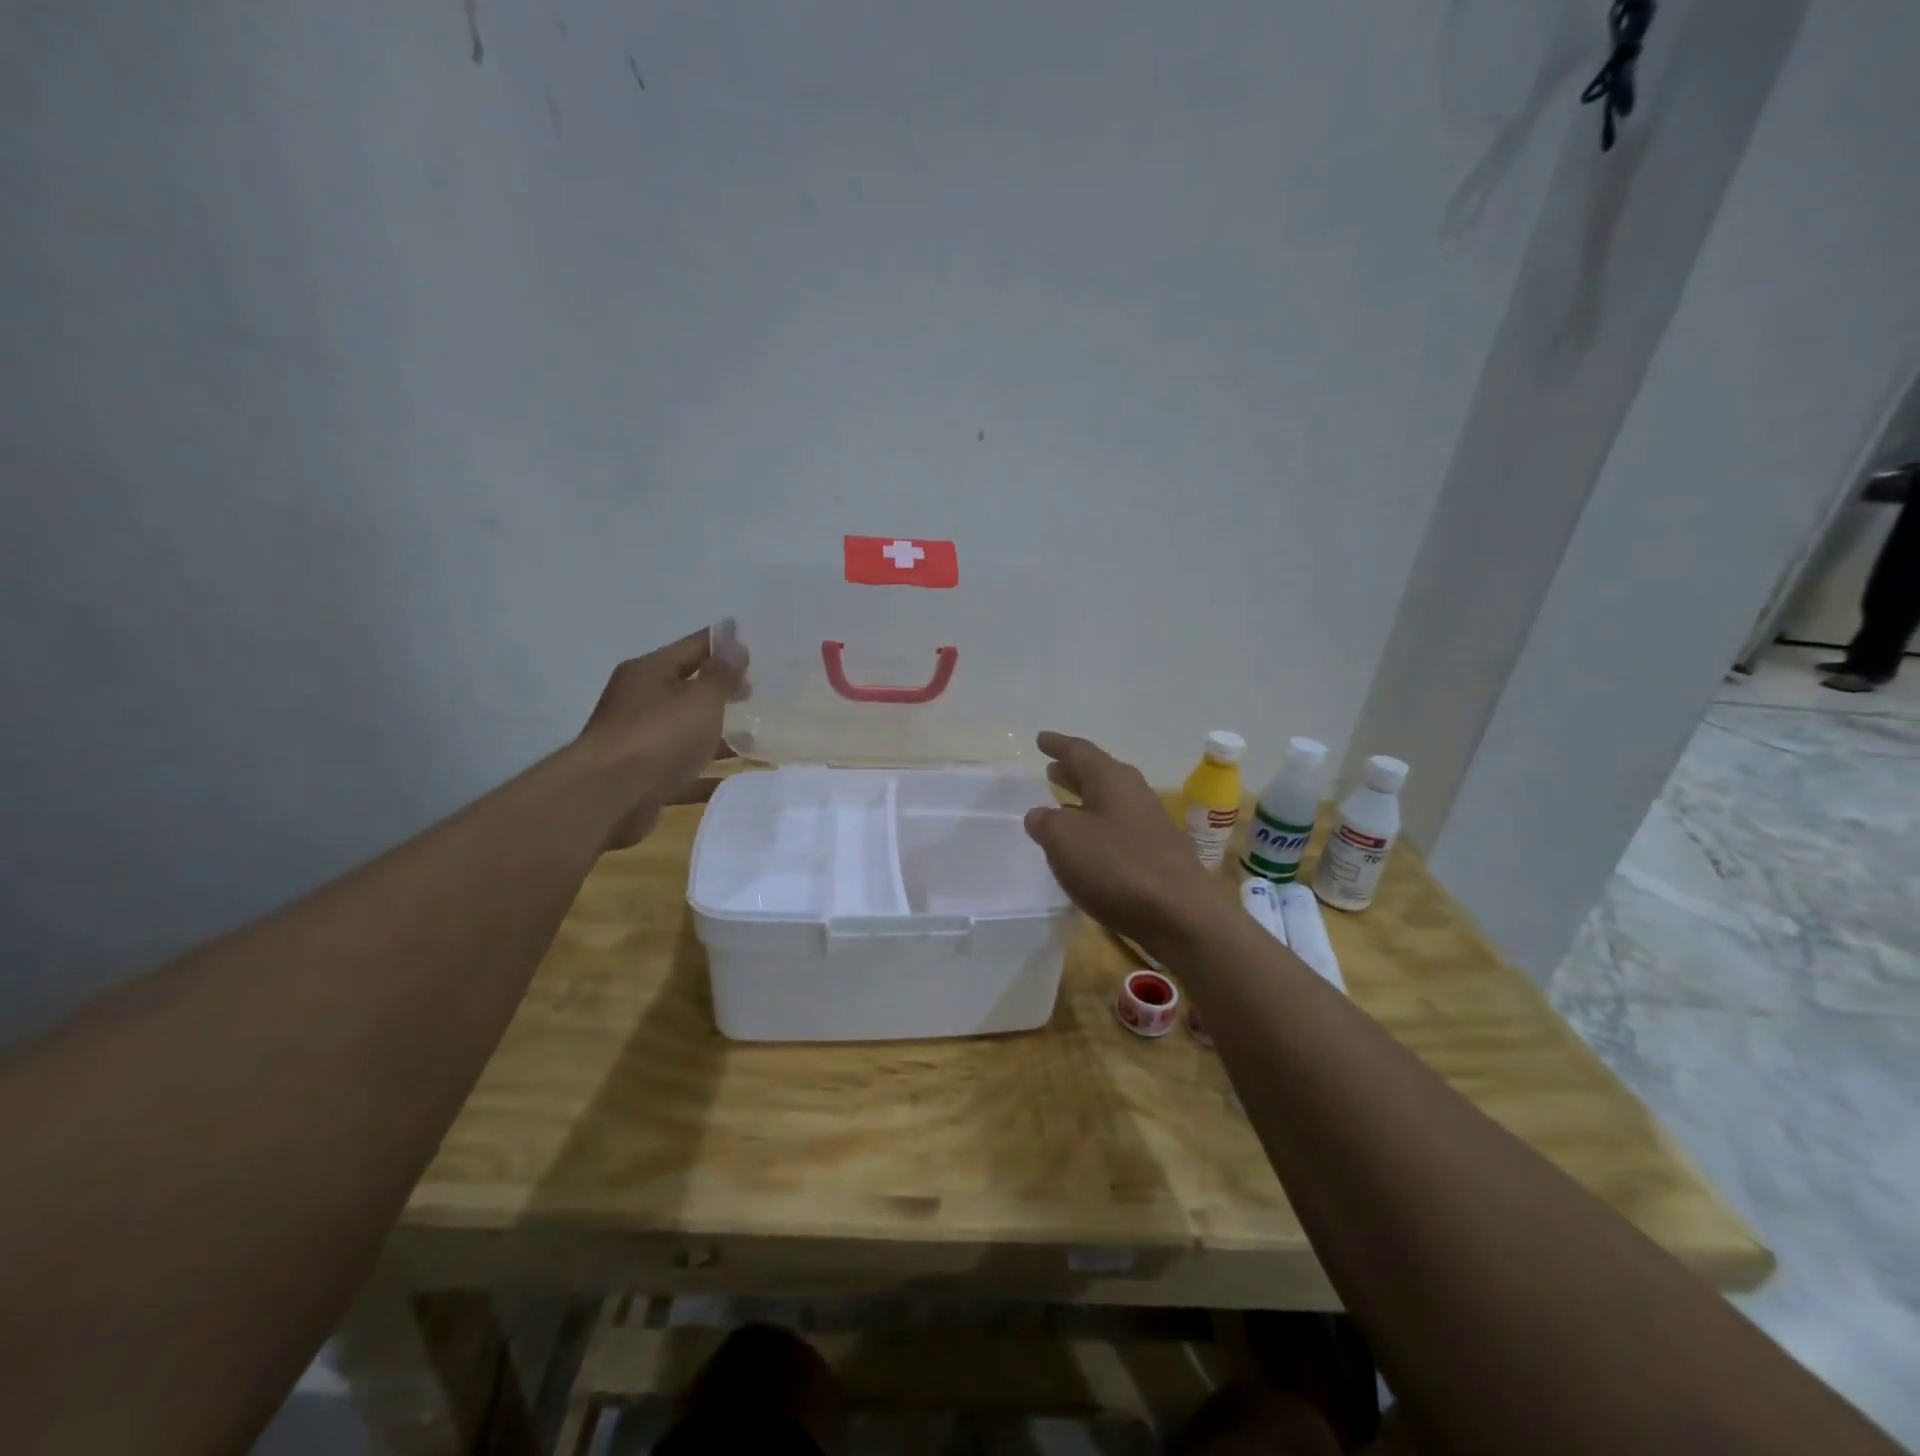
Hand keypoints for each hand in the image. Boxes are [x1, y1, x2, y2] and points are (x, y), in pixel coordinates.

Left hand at [578, 625, 749, 848]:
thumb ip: (722, 675)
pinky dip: (706, 772)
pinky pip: (682, 768)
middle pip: (686, 689)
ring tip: (754, 738)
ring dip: (716, 733)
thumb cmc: (658, 736)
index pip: (693, 647)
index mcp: (649, 672)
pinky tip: (732, 779)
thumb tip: (735, 646)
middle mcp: (639, 701)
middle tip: (757, 693)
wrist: (609, 798)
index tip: (755, 646)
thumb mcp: (700, 699)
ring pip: (685, 730)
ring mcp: (639, 741)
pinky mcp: (643, 777)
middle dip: (721, 690)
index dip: (724, 645)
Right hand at [1023, 731, 1234, 953]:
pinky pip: (1119, 830)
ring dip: (1085, 800)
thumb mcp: (1065, 840)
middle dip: (1073, 772)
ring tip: (1062, 803)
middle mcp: (1134, 794)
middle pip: (1098, 775)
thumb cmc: (1118, 866)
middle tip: (1051, 769)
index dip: (1058, 745)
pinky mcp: (1158, 854)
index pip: (1080, 752)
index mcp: (1112, 780)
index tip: (1040, 739)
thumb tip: (1039, 815)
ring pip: (1110, 802)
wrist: (1182, 914)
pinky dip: (1098, 828)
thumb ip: (1047, 823)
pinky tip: (1088, 845)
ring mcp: (1150, 824)